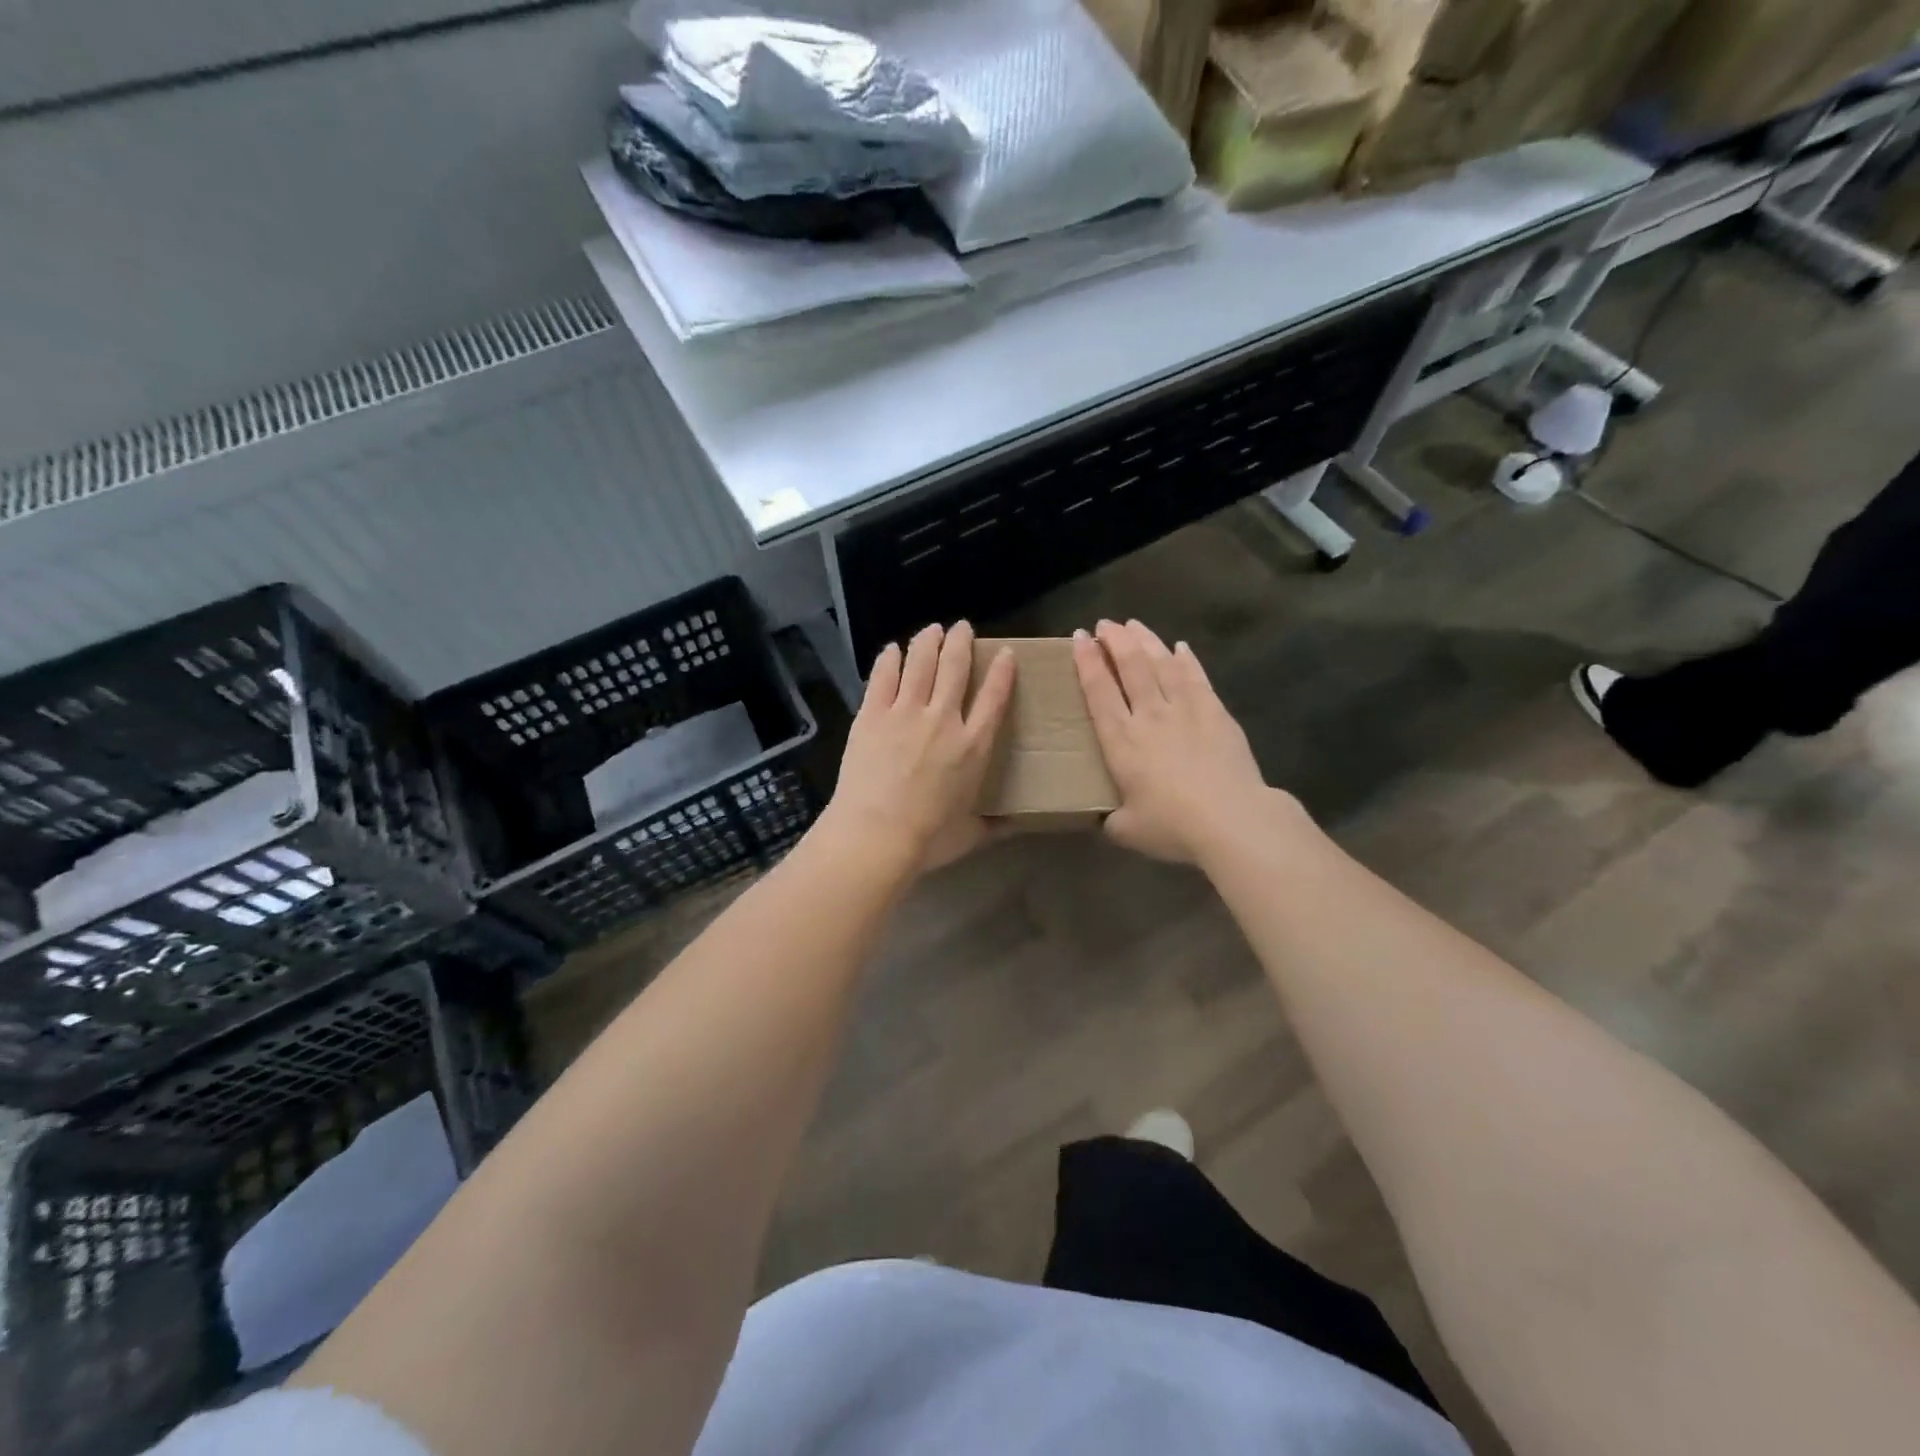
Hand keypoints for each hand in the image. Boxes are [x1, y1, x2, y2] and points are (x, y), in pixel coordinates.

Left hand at [822, 622, 1016, 874]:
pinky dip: (889, 659)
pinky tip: (892, 649)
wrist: (875, 834)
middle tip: (963, 627)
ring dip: (928, 641)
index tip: (1005, 653)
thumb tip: (1017, 826)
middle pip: (956, 667)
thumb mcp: (971, 834)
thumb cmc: (928, 838)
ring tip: (932, 629)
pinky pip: (883, 677)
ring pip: (921, 663)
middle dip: (961, 642)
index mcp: (973, 746)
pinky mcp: (872, 714)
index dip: (1002, 671)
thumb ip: (995, 825)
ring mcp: (905, 713)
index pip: (994, 697)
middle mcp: (944, 719)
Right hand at [1073, 620, 1276, 864]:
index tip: (1080, 637)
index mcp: (1121, 741)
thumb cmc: (1173, 826)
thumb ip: (1112, 821)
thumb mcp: (1128, 831)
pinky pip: (1197, 678)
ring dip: (1146, 641)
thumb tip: (1108, 820)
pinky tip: (1181, 647)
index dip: (1087, 662)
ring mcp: (1185, 710)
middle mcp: (1149, 716)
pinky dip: (1187, 660)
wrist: (1231, 820)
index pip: (1098, 691)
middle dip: (1115, 641)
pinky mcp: (1216, 713)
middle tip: (1105, 624)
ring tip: (1134, 625)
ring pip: (1162, 664)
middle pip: (1130, 667)